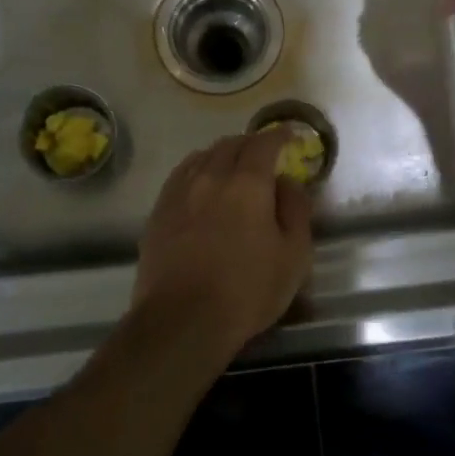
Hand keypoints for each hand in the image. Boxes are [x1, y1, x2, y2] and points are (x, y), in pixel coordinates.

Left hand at [133, 132, 312, 357]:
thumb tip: (287, 182)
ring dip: (222, 154)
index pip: (263, 144)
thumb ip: (296, 210)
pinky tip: (200, 182)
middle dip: (251, 143)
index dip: (278, 135)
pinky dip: (197, 169)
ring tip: (232, 165)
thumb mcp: (293, 256)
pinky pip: (181, 175)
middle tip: (264, 153)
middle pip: (230, 145)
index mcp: (247, 183)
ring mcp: (179, 192)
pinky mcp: (158, 212)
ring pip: (203, 156)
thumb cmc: (247, 290)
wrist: (182, 321)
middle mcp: (211, 177)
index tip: (288, 135)